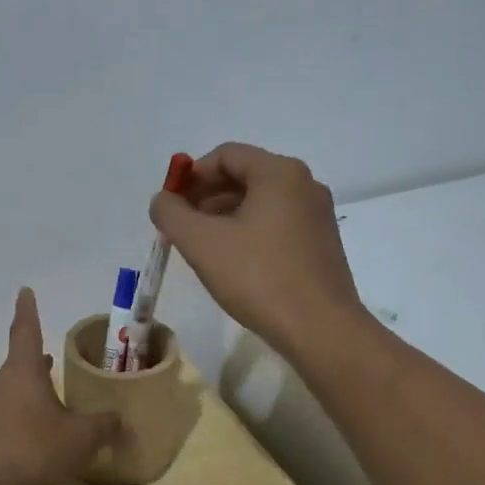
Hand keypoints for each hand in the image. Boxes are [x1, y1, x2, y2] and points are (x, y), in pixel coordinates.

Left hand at [0, 288, 120, 484]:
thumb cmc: (33, 453)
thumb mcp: (80, 439)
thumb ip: (103, 426)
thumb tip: (119, 420)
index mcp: (23, 373)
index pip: (27, 330)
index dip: (28, 310)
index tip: (24, 291)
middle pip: (20, 366)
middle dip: (38, 364)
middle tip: (53, 360)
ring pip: (10, 394)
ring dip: (29, 396)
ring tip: (49, 405)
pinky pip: (1, 421)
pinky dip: (18, 423)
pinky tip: (31, 443)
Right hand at [148, 143, 363, 358]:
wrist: (320, 329)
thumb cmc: (258, 277)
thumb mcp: (201, 243)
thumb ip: (171, 213)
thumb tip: (162, 199)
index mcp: (279, 173)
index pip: (226, 155)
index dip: (192, 175)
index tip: (171, 204)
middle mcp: (304, 184)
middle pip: (245, 176)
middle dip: (207, 196)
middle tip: (182, 226)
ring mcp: (317, 215)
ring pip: (261, 202)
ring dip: (226, 216)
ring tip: (203, 247)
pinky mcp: (322, 243)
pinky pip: (277, 223)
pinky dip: (250, 231)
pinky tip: (234, 262)